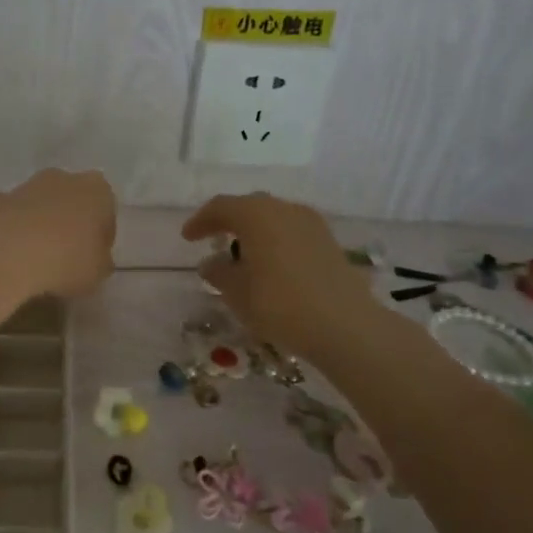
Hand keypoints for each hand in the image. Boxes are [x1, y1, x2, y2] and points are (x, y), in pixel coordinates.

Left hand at [0, 169, 116, 297]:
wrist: (6, 257)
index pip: (105, 210)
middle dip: (68, 221)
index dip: (101, 235)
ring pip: (37, 202)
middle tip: (65, 255)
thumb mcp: (98, 273)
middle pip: (70, 199)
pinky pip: (7, 212)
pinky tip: (5, 251)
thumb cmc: (66, 262)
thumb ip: (100, 260)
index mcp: (96, 191)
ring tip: (33, 257)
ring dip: (37, 222)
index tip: (94, 257)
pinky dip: (7, 226)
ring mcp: (24, 186)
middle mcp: (62, 178)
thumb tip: (93, 258)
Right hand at [181, 192, 374, 353]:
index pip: (221, 207)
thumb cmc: (279, 304)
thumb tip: (211, 263)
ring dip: (255, 231)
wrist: (344, 325)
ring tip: (243, 255)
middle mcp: (284, 209)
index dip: (201, 221)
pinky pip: (292, 232)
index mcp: (256, 215)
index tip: (188, 238)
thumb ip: (218, 273)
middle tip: (213, 239)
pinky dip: (275, 242)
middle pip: (250, 207)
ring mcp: (311, 224)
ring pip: (274, 218)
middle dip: (229, 221)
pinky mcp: (329, 242)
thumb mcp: (237, 293)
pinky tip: (271, 265)